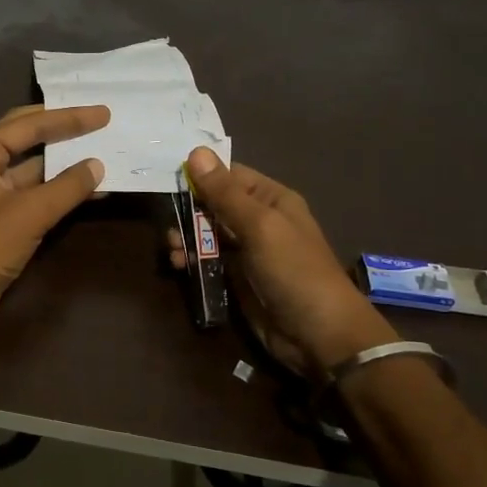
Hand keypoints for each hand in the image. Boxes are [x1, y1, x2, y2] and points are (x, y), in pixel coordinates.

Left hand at [0, 105, 109, 335]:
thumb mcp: (29, 213)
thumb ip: (67, 186)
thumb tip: (98, 165)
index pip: (28, 124)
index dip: (68, 117)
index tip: (103, 113)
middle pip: (27, 138)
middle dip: (63, 130)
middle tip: (99, 121)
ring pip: (33, 168)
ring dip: (64, 162)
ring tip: (102, 152)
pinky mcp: (0, 219)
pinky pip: (34, 194)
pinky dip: (59, 190)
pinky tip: (89, 190)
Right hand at [170, 148, 396, 376]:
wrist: (318, 335)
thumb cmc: (293, 270)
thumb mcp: (259, 226)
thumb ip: (224, 193)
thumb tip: (196, 152)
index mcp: (271, 199)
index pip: (229, 176)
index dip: (200, 176)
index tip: (169, 179)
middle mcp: (259, 221)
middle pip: (213, 204)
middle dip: (188, 211)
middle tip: (169, 223)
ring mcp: (247, 251)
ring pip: (206, 234)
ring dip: (186, 237)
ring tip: (173, 249)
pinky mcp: (236, 279)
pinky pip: (208, 260)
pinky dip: (191, 259)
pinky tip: (179, 265)